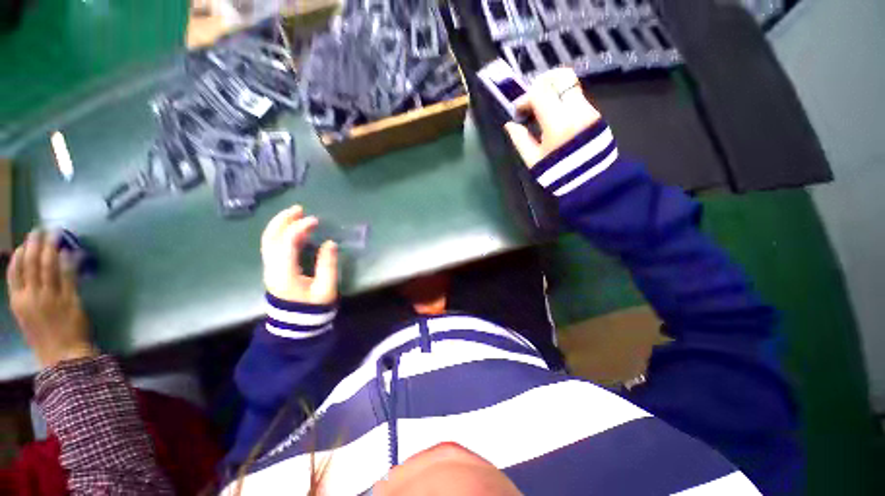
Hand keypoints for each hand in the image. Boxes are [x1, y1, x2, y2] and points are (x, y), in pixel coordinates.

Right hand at [7, 231, 95, 368]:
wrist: (63, 356)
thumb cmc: (45, 338)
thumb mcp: (27, 317)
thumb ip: (27, 298)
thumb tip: (32, 277)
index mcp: (18, 303)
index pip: (14, 273)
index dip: (20, 255)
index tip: (25, 243)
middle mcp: (31, 297)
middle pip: (32, 265)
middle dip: (35, 245)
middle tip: (40, 230)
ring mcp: (51, 297)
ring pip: (49, 266)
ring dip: (52, 248)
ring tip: (55, 234)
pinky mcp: (70, 299)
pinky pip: (68, 276)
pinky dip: (68, 262)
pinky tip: (70, 252)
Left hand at [261, 205, 337, 304]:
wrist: (296, 324)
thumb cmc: (313, 307)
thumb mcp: (325, 288)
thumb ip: (327, 265)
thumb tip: (330, 243)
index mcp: (284, 272)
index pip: (287, 243)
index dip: (299, 228)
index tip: (315, 220)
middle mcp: (272, 267)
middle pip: (270, 237)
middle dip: (283, 220)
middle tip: (299, 208)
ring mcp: (270, 268)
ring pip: (268, 240)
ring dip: (280, 224)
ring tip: (295, 214)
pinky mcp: (273, 268)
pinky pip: (272, 245)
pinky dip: (281, 233)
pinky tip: (293, 230)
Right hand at [504, 68, 601, 167]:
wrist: (591, 180)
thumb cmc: (558, 172)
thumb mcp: (533, 160)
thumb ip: (520, 140)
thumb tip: (510, 124)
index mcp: (557, 122)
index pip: (539, 93)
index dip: (524, 98)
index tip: (518, 111)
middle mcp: (575, 109)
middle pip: (559, 77)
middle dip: (541, 84)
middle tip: (531, 99)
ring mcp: (588, 108)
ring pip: (568, 84)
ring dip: (551, 90)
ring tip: (541, 108)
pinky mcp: (594, 112)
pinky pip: (575, 95)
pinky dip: (561, 98)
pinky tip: (553, 115)